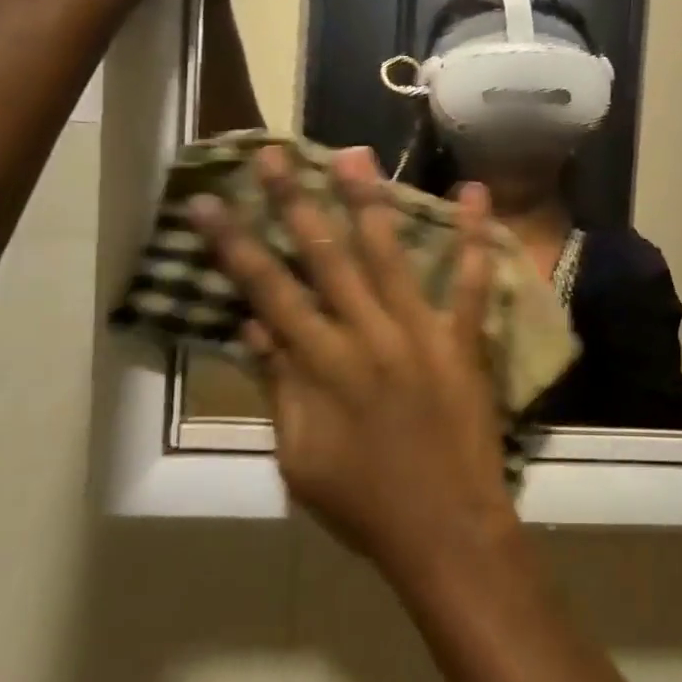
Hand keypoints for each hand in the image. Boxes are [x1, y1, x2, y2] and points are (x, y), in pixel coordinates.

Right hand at [185, 148, 521, 587]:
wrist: (442, 529)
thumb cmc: (363, 502)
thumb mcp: (299, 457)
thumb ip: (279, 385)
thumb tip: (255, 325)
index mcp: (319, 365)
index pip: (266, 290)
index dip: (234, 244)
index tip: (208, 201)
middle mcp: (366, 336)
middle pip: (323, 257)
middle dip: (294, 201)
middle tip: (274, 152)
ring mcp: (419, 332)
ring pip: (389, 255)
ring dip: (369, 201)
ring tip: (353, 153)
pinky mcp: (463, 339)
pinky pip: (471, 283)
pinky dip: (474, 238)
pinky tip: (474, 194)